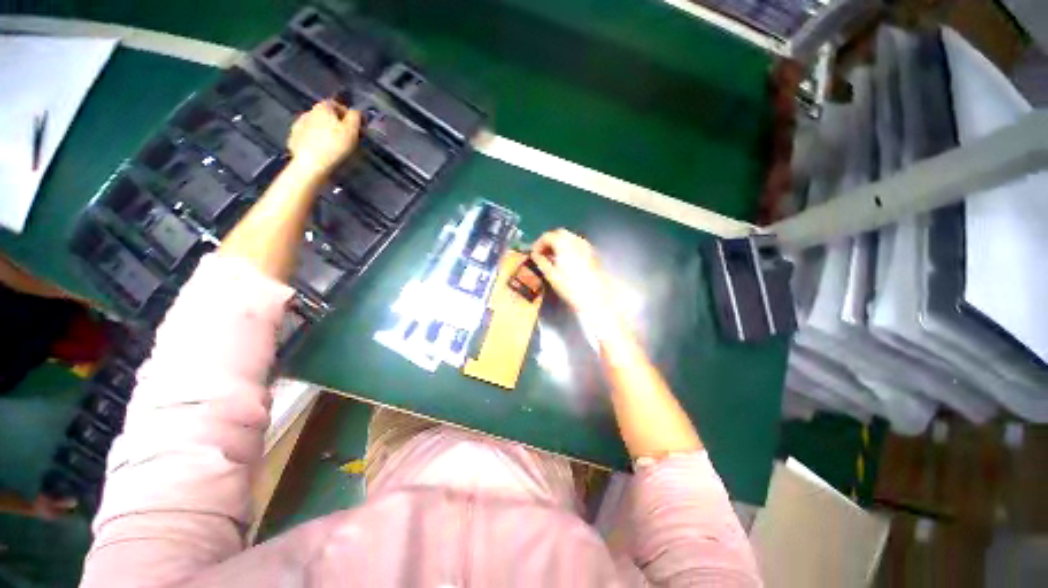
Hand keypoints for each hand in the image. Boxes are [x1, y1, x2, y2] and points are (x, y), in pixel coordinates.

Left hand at [287, 100, 361, 177]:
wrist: (310, 164)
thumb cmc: (334, 145)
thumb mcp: (352, 130)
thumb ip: (356, 117)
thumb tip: (357, 111)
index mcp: (323, 107)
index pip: (339, 105)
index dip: (350, 116)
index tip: (358, 128)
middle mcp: (309, 111)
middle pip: (327, 116)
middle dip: (338, 124)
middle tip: (348, 138)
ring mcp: (298, 125)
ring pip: (317, 126)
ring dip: (326, 132)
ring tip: (335, 146)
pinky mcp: (294, 138)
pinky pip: (308, 137)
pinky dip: (316, 141)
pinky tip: (322, 151)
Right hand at [530, 229, 612, 315]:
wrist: (597, 296)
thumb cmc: (571, 287)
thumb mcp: (551, 276)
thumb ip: (541, 262)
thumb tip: (535, 255)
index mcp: (563, 243)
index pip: (547, 236)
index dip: (538, 244)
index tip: (534, 255)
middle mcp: (576, 240)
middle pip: (559, 233)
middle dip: (549, 241)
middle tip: (542, 254)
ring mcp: (586, 245)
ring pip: (569, 237)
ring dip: (559, 244)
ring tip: (553, 258)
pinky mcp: (592, 252)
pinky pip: (577, 244)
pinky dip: (568, 247)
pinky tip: (565, 260)